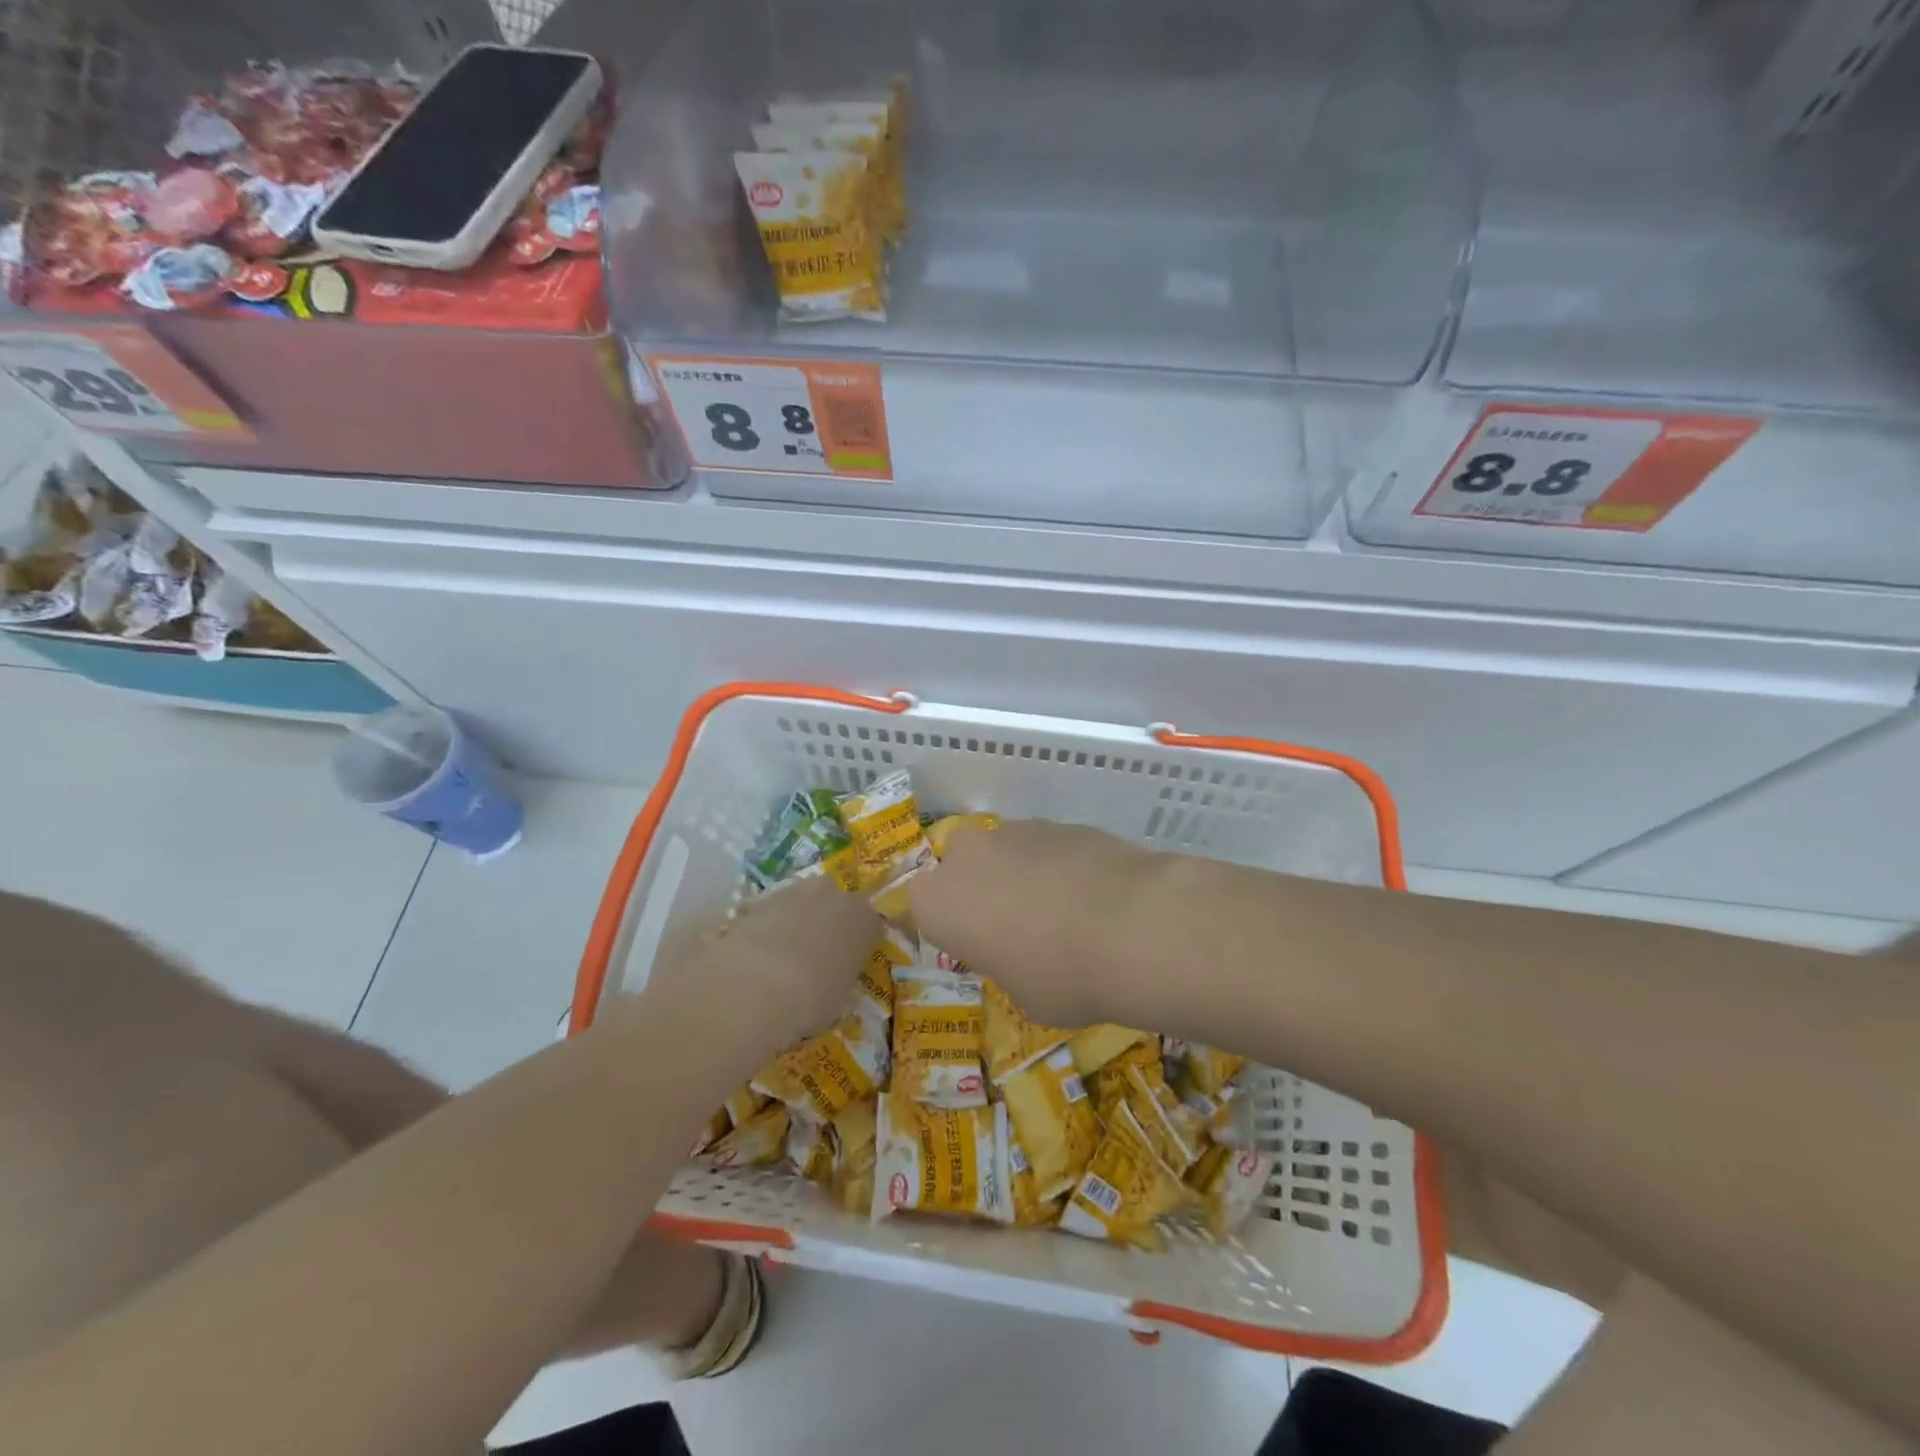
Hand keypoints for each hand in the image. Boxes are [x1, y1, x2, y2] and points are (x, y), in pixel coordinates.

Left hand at [643, 877, 880, 1069]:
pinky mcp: (759, 898)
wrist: (757, 984)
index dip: (859, 945)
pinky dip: (766, 927)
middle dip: (827, 924)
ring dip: (795, 922)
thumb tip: (833, 981)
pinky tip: (755, 954)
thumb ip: (841, 981)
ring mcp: (795, 891)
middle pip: (835, 905)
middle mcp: (834, 894)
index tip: (849, 964)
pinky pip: (770, 912)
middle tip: (815, 956)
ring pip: (801, 904)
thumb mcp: (839, 1000)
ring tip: (780, 957)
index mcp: (864, 919)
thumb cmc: (813, 997)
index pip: (870, 926)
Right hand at [910, 820, 1163, 1028]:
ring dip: (1021, 874)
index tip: (972, 946)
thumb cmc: (1060, 976)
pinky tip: (1092, 894)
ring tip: (1063, 911)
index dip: (948, 926)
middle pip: (960, 866)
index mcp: (939, 902)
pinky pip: (1046, 847)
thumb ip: (1007, 963)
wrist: (1133, 926)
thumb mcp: (1021, 994)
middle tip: (1013, 925)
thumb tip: (1023, 949)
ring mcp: (1016, 831)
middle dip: (980, 889)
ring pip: (1005, 851)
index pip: (920, 907)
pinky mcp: (1061, 821)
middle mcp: (967, 855)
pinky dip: (1059, 865)